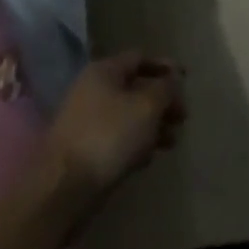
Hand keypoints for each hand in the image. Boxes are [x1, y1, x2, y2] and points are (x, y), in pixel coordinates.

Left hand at [43, 52, 185, 198]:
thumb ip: (166, 88)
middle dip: (162, 102)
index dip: (165, 66)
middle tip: (182, 118)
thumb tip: (172, 80)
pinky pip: (115, 138)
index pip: (140, 57)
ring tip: (171, 143)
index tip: (186, 80)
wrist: (62, 190)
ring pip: (127, 115)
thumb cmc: (108, 137)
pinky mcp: (82, 150)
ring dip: (152, 125)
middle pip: (135, 88)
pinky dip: (134, 143)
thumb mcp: (147, 107)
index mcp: (104, 71)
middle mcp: (91, 90)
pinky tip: (146, 159)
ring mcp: (84, 121)